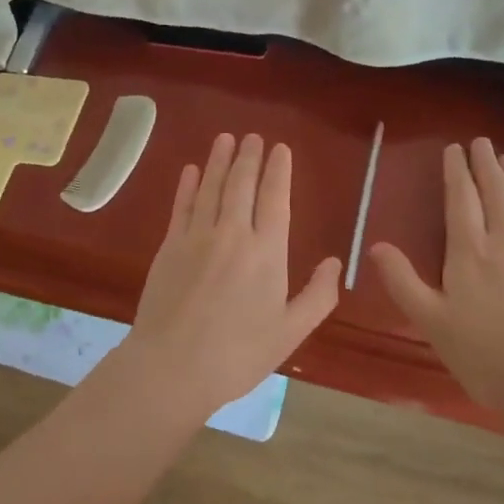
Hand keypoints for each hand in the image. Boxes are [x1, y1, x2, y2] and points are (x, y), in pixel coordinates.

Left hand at [122, 133, 342, 416]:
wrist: (172, 367)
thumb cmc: (238, 354)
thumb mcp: (290, 332)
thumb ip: (318, 295)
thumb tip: (334, 262)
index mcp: (267, 252)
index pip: (275, 198)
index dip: (278, 170)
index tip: (280, 148)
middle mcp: (233, 233)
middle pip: (242, 184)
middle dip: (249, 156)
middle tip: (252, 136)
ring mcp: (197, 237)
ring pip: (211, 188)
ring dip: (219, 160)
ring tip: (225, 138)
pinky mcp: (169, 246)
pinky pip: (182, 206)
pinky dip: (188, 185)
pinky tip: (192, 170)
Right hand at [371, 138, 503, 420]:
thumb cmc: (485, 355)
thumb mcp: (432, 322)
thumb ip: (402, 282)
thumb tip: (375, 246)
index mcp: (470, 252)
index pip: (462, 199)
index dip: (456, 172)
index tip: (453, 149)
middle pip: (496, 192)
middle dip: (486, 164)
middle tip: (481, 142)